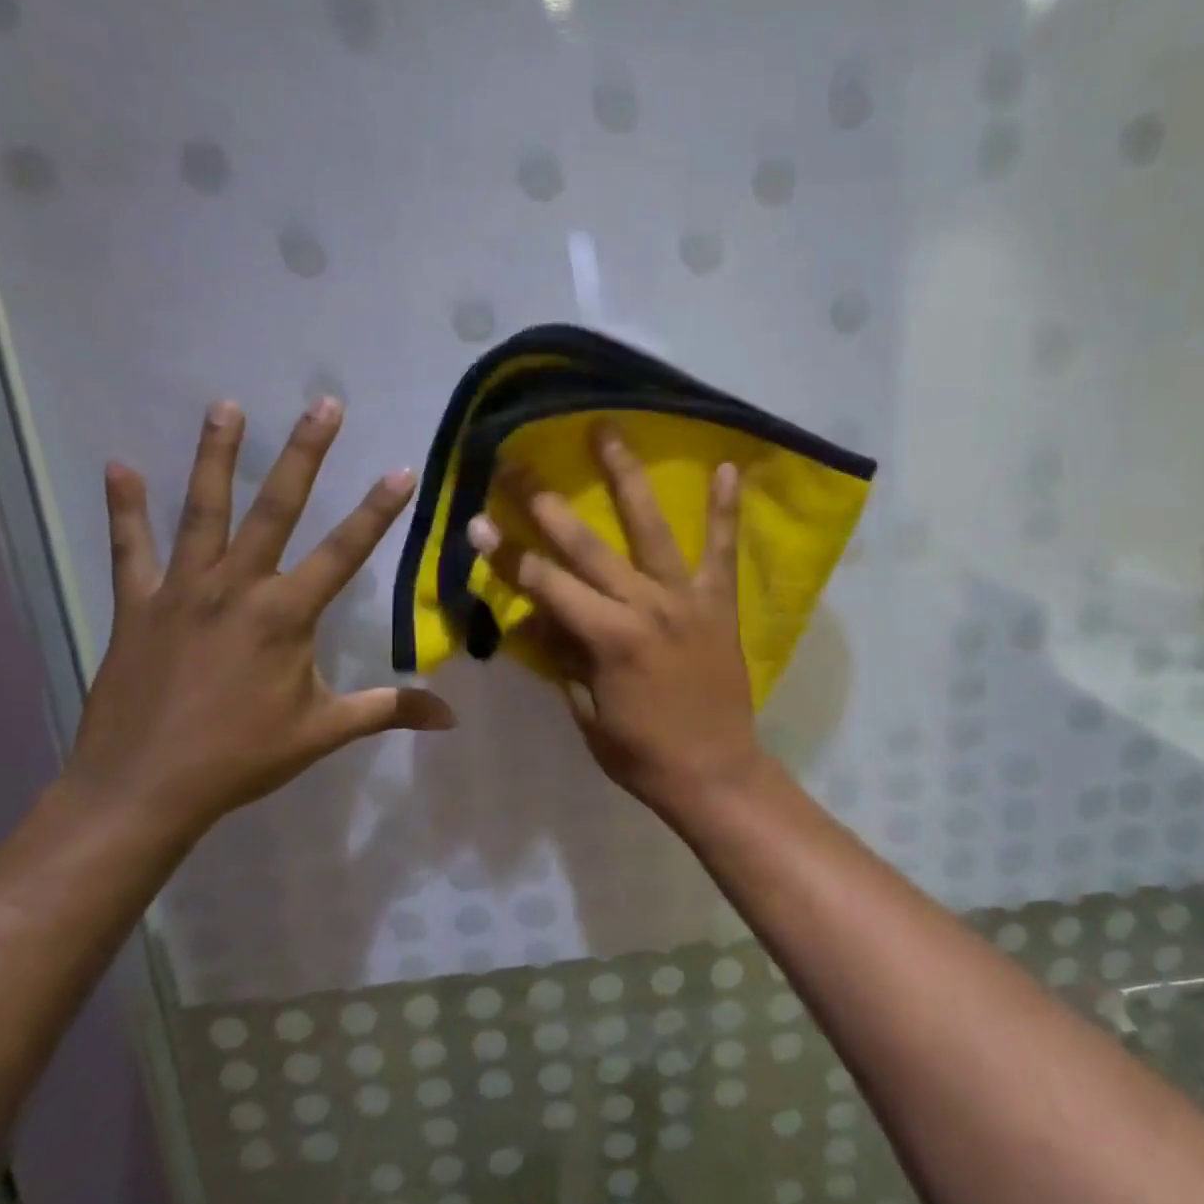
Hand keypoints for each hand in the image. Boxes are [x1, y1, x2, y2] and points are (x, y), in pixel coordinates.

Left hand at [63, 397, 453, 836]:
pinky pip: (130, 548)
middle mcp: (237, 588)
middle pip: (276, 508)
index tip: (402, 470)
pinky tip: (119, 467)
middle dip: (305, 453)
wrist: (142, 789)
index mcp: (287, 615)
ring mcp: (182, 591)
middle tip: (323, 404)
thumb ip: (389, 710)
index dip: (379, 510)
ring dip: (215, 456)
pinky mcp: (137, 605)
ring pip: (202, 511)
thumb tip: (451, 717)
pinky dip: (125, 508)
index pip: (345, 551)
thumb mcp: (325, 731)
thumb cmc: (242, 757)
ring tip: (226, 405)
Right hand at [467, 425, 765, 822]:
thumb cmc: (642, 754)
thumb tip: (535, 614)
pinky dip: (724, 510)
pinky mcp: (719, 603)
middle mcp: (645, 606)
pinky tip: (724, 466)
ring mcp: (686, 599)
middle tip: (517, 463)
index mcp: (607, 637)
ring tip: (608, 431)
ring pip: (651, 528)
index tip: (478, 522)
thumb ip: (562, 658)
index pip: (546, 584)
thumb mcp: (587, 713)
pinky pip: (722, 550)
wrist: (715, 772)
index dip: (508, 554)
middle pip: (587, 546)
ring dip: (626, 477)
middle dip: (545, 503)